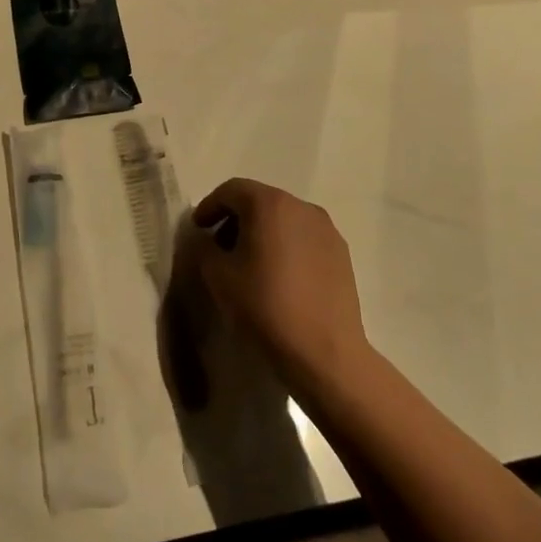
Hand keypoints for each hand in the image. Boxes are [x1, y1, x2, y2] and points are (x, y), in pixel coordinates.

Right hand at [190, 178, 369, 390]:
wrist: (324, 351)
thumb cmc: (265, 306)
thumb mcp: (218, 276)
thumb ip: (204, 247)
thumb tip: (207, 240)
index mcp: (269, 204)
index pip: (231, 190)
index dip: (210, 206)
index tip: (198, 229)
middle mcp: (301, 206)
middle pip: (260, 201)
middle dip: (236, 219)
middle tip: (220, 247)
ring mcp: (326, 229)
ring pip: (284, 219)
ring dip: (262, 232)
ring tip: (251, 264)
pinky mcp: (342, 253)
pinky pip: (305, 237)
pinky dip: (286, 246)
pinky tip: (280, 276)